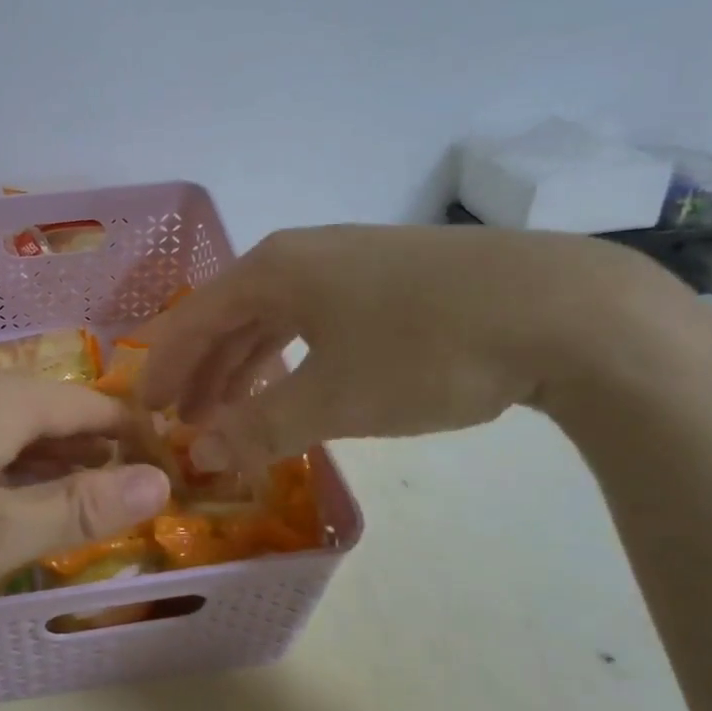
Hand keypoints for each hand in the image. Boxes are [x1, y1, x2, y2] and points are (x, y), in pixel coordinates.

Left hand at [0, 359, 171, 634]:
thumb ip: (78, 508)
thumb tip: (160, 482)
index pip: (90, 402)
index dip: (130, 434)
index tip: (160, 467)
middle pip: (46, 403)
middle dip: (86, 446)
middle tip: (115, 493)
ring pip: (2, 413)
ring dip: (39, 452)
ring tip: (60, 496)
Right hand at [136, 224, 679, 469]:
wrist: (566, 310)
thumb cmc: (427, 350)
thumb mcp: (334, 399)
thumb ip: (258, 428)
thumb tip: (198, 455)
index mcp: (273, 270)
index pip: (193, 320)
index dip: (164, 369)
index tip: (145, 413)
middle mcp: (302, 255)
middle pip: (229, 316)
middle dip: (203, 373)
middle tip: (185, 424)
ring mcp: (350, 261)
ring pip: (274, 318)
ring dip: (245, 367)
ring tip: (231, 414)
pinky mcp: (391, 278)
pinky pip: (315, 318)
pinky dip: (292, 356)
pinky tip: (298, 384)